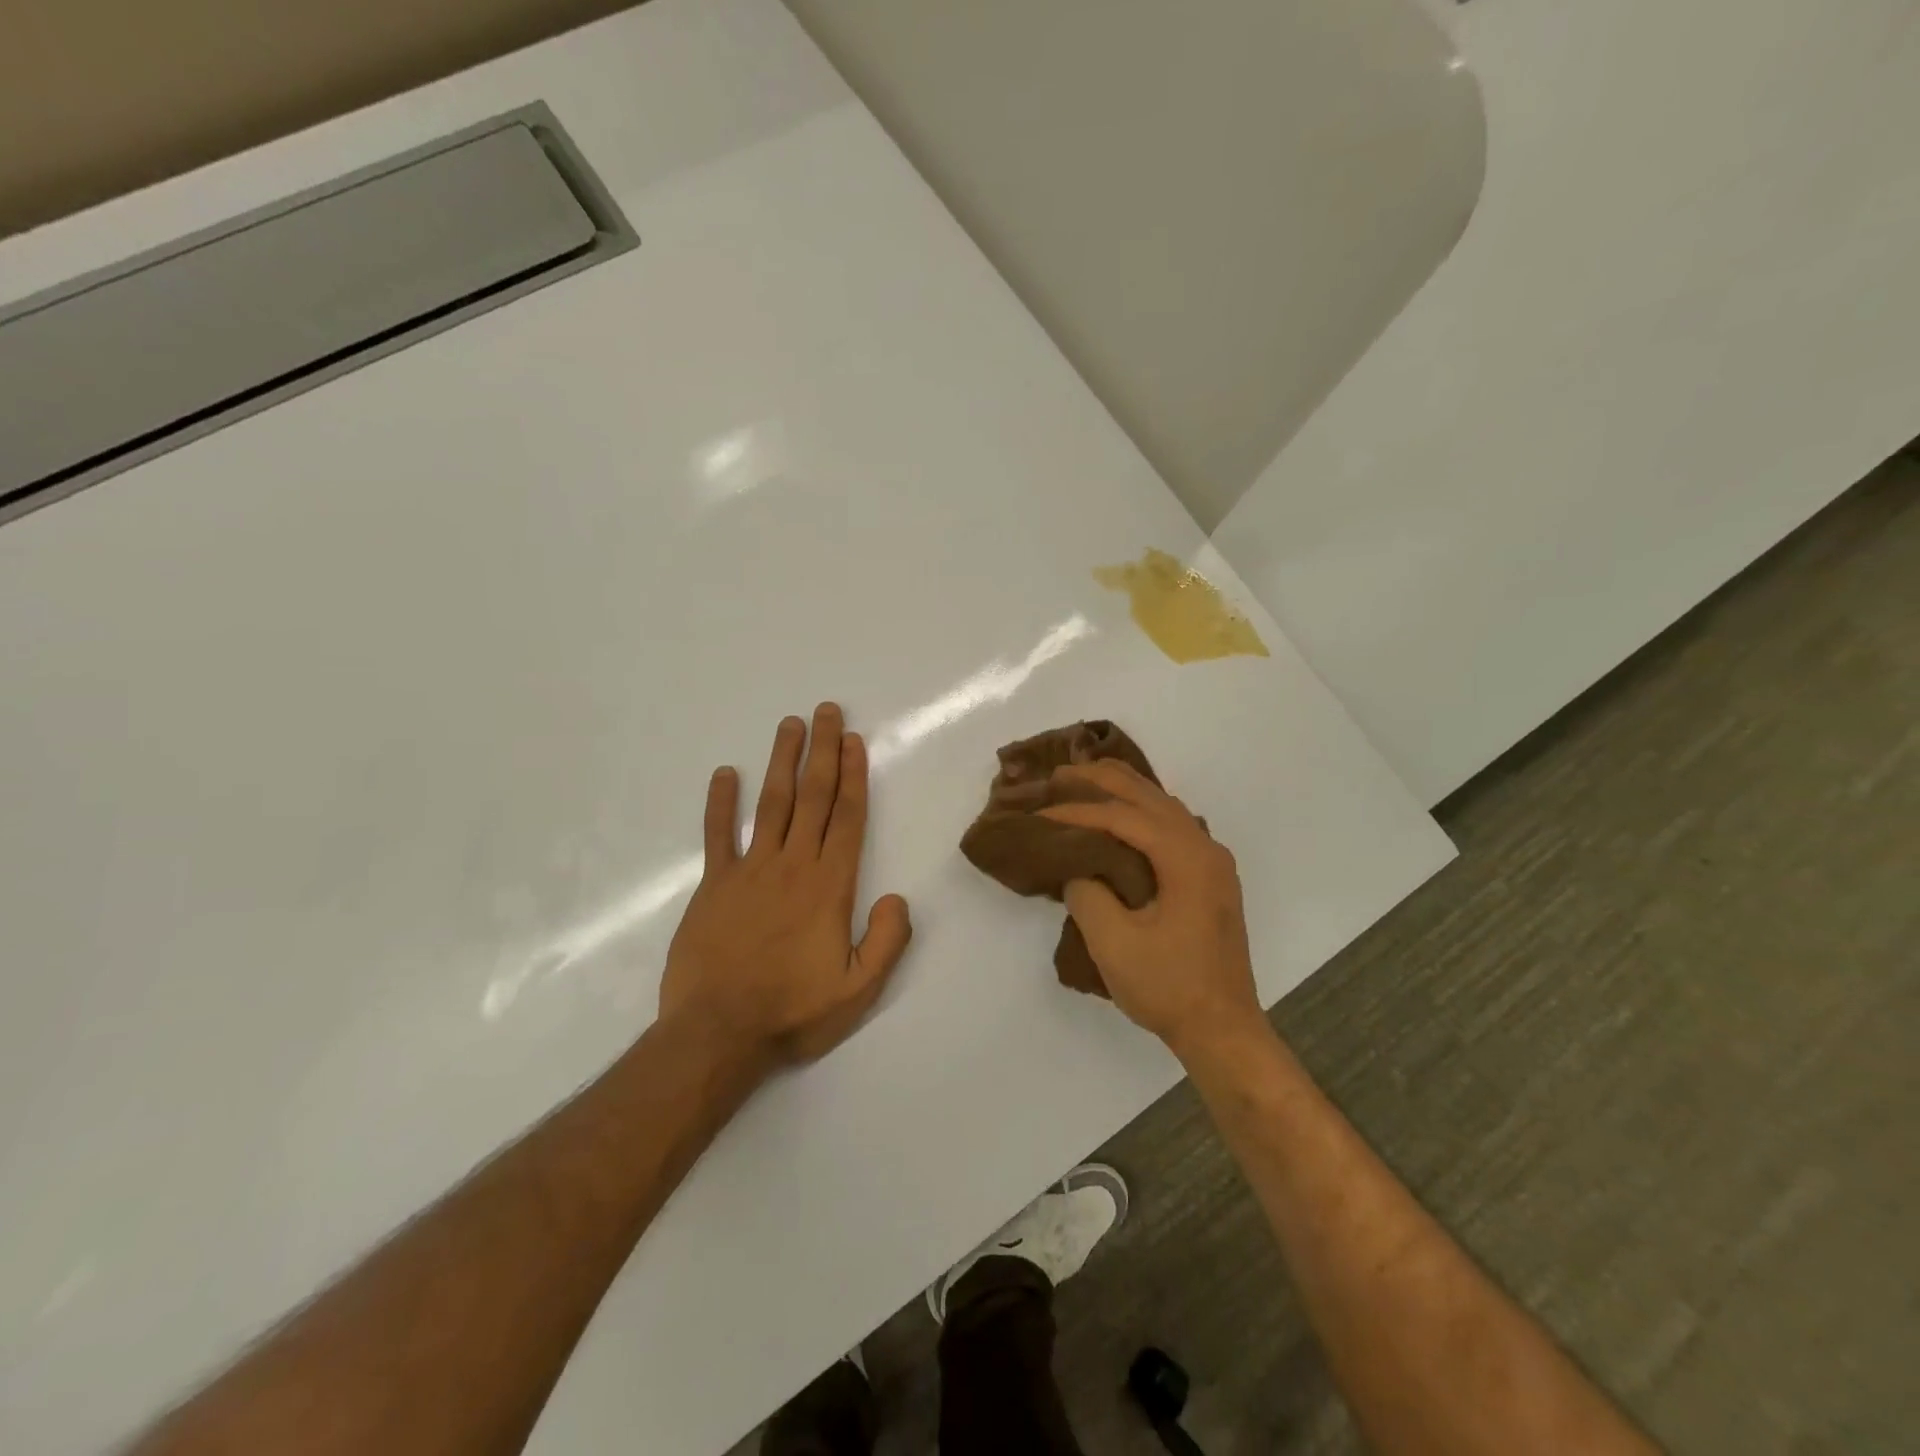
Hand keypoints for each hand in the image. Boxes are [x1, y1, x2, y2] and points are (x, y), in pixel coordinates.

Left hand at [660, 704, 911, 1067]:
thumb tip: (899, 898)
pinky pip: (718, 835)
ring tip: (789, 725)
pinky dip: (720, 804)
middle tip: (826, 711)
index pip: (846, 817)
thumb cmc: (793, 1011)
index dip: (853, 775)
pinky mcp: (714, 885)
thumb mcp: (859, 989)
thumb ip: (888, 940)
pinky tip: (724, 774)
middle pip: (812, 797)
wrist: (718, 1033)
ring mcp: (749, 871)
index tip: (854, 740)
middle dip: (822, 751)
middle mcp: (792, 865)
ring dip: (782, 762)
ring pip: (771, 804)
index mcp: (829, 886)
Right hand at [1039, 760, 1263, 1058]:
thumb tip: (1079, 869)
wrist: (1223, 1029)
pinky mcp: (1209, 877)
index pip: (1124, 816)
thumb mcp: (1114, 943)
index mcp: (1186, 858)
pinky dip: (1141, 809)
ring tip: (1084, 780)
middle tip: (1059, 772)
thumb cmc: (1169, 988)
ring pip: (1164, 806)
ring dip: (1123, 790)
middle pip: (1148, 796)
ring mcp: (1212, 861)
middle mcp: (1205, 847)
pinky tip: (1121, 813)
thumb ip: (1087, 893)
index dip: (1078, 810)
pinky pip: (1172, 825)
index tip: (1040, 812)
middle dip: (1102, 780)